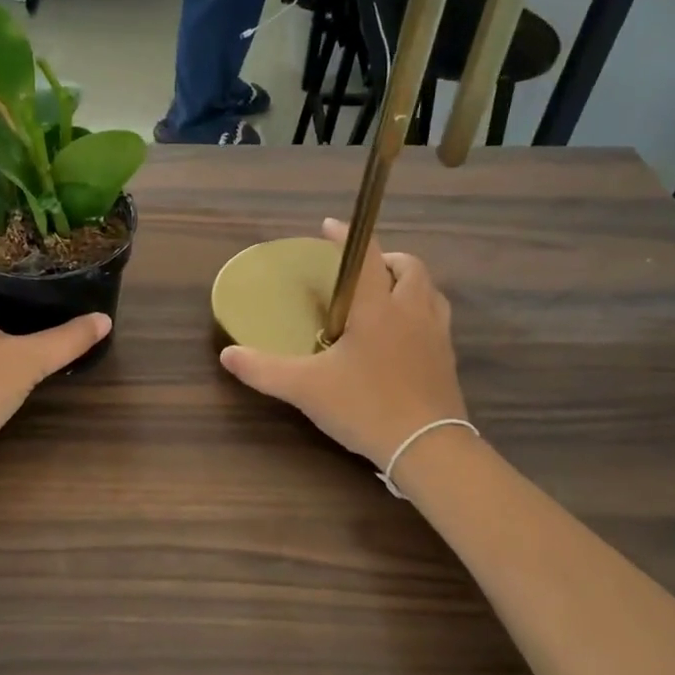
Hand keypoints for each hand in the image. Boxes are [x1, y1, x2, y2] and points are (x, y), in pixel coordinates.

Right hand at [220, 219, 467, 466]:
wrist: (428, 448)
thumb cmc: (365, 406)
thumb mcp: (305, 388)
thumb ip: (264, 370)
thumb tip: (227, 356)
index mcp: (377, 308)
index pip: (367, 256)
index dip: (347, 236)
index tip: (330, 226)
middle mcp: (412, 312)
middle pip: (410, 268)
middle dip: (387, 259)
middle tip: (362, 271)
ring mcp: (436, 336)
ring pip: (430, 292)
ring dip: (409, 284)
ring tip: (384, 297)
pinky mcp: (447, 360)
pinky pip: (437, 320)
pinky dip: (420, 312)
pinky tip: (400, 337)